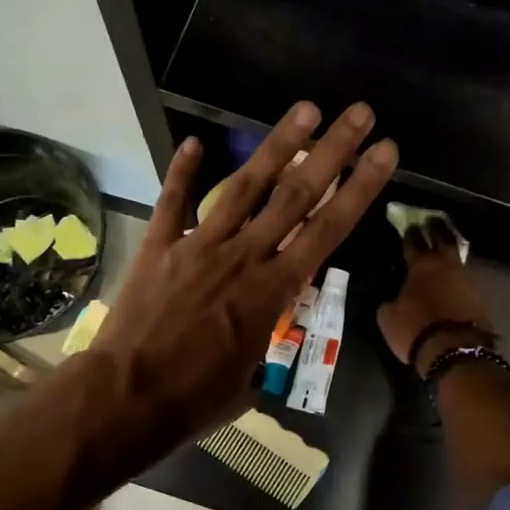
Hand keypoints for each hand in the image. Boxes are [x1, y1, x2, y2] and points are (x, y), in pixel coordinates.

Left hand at [88, 100, 397, 455]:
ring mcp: (200, 245)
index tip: (384, 152)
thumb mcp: (248, 379)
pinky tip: (194, 142)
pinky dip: (183, 171)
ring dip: (277, 146)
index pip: (328, 230)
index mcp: (273, 290)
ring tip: (305, 109)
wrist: (125, 399)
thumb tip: (262, 335)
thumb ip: (262, 343)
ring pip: (244, 186)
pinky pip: (174, 202)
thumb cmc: (195, 400)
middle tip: (359, 113)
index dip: (360, 188)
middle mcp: (244, 256)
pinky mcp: (160, 246)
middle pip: (296, 195)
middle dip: (332, 151)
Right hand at [376, 223, 493, 370]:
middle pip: (443, 239)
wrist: (456, 351)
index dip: (410, 233)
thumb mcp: (388, 317)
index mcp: (421, 265)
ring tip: (444, 247)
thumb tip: (393, 297)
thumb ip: (390, 300)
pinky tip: (454, 278)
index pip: (414, 242)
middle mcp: (446, 266)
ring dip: (450, 251)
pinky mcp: (480, 298)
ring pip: (457, 258)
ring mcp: (467, 280)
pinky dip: (458, 276)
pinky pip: (466, 279)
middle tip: (433, 220)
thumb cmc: (416, 330)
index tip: (409, 224)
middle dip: (436, 228)